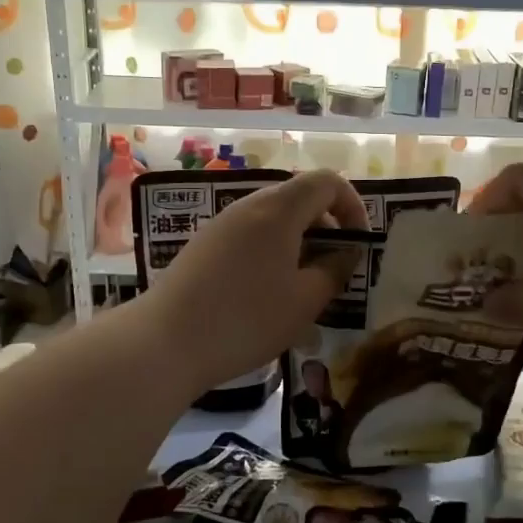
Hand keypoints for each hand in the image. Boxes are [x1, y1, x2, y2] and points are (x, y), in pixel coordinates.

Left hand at [140, 170, 369, 390]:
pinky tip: (266, 293)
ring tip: (302, 285)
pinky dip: (271, 251)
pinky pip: (249, 235)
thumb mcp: (305, 301)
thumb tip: (345, 253)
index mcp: (279, 210)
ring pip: (273, 218)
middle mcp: (249, 205)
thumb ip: (334, 270)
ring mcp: (221, 224)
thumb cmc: (246, 319)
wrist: (165, 341)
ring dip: (298, 241)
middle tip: (334, 268)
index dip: (352, 206)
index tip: (358, 243)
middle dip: (326, 226)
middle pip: (299, 197)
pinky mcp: (203, 245)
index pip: (327, 181)